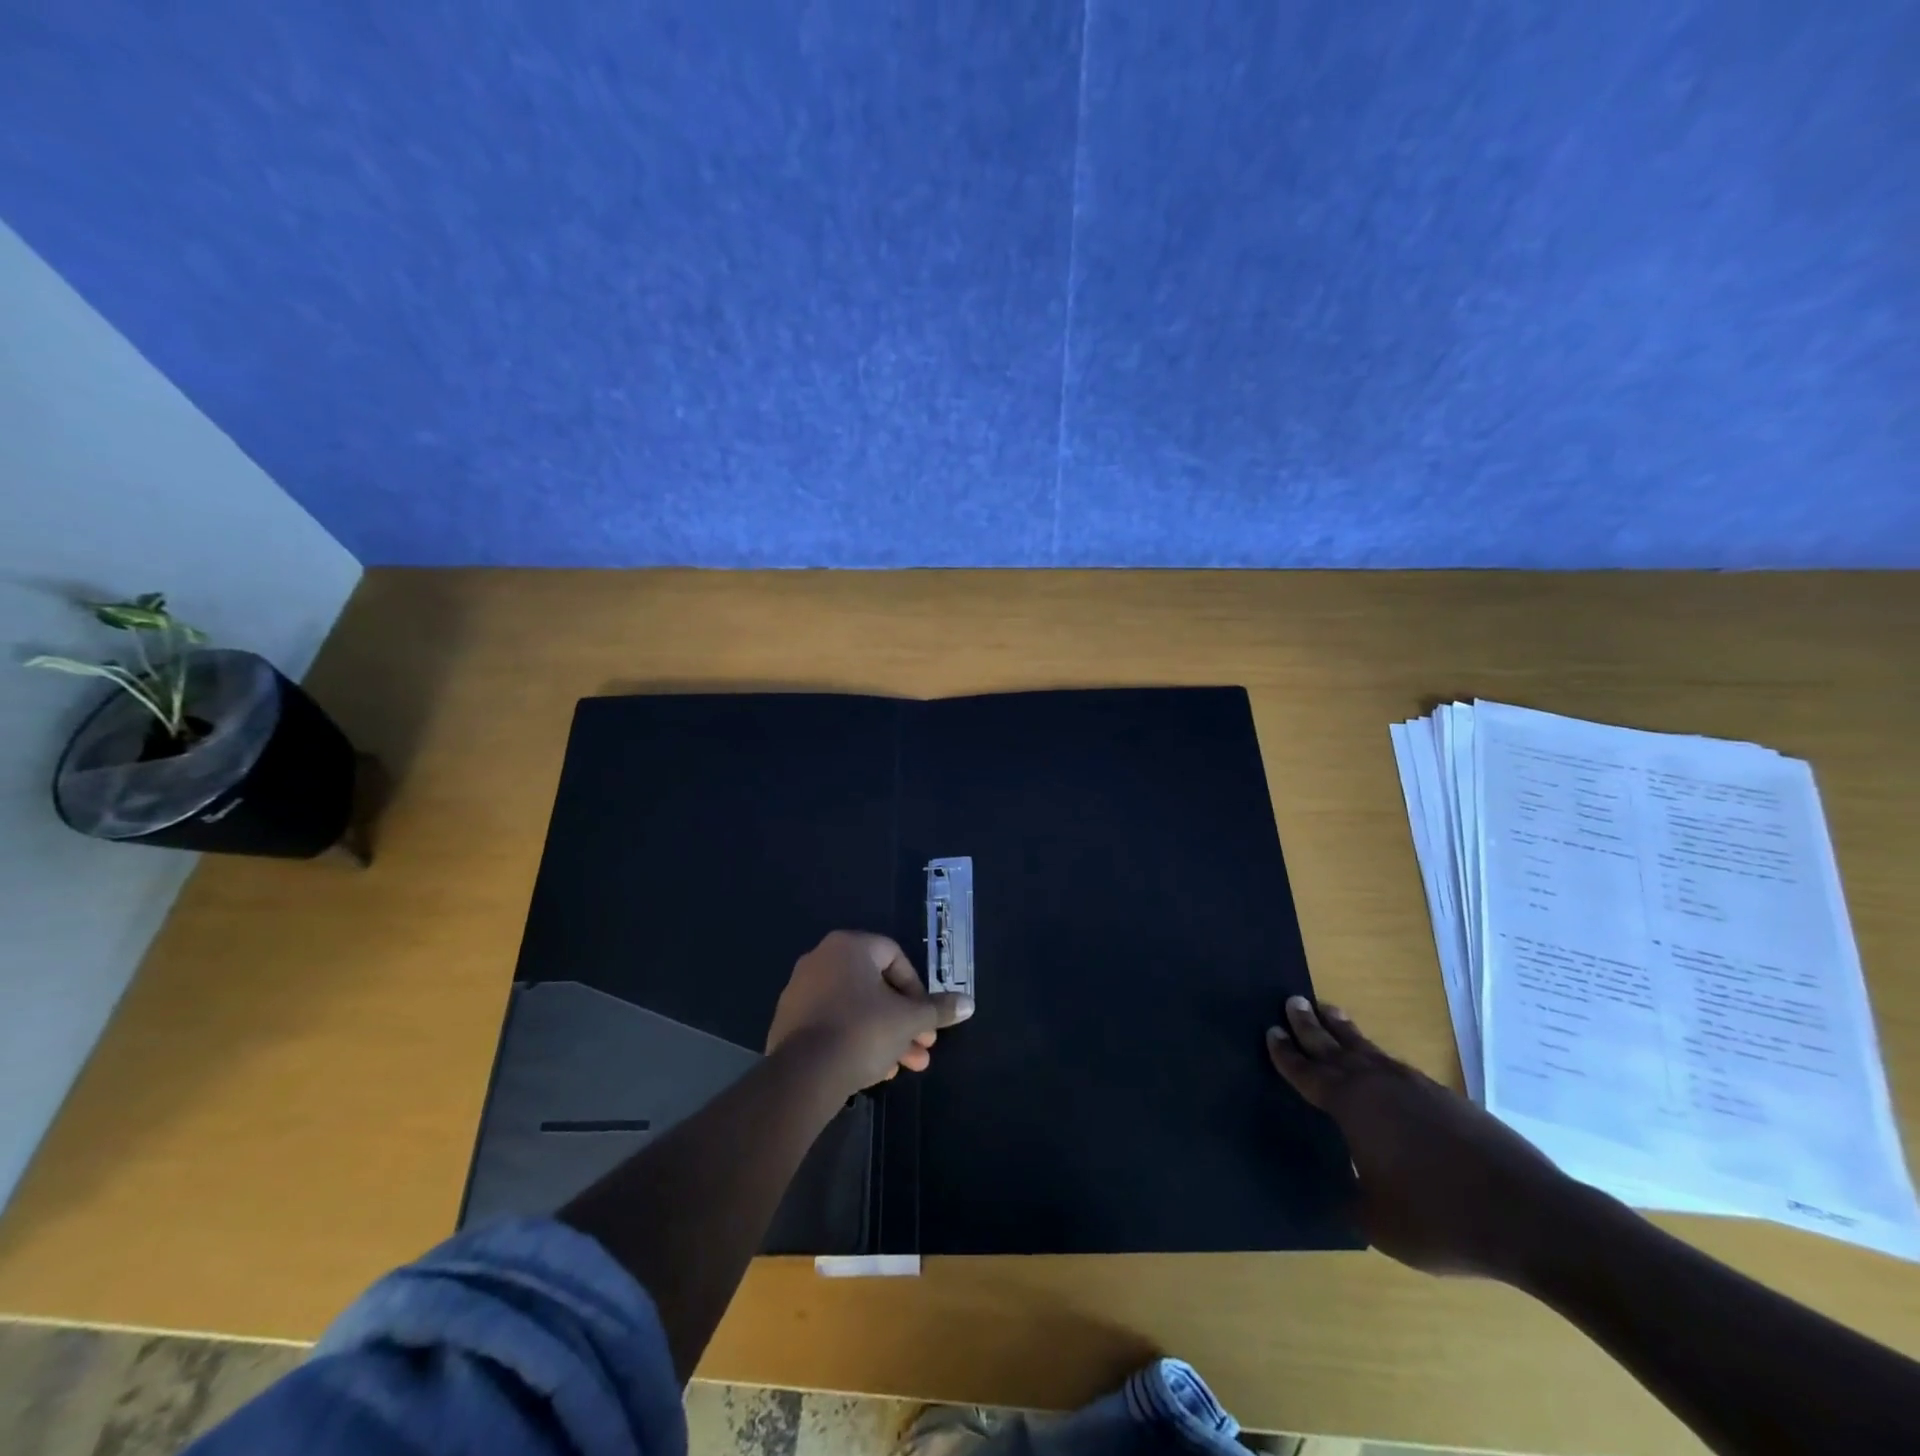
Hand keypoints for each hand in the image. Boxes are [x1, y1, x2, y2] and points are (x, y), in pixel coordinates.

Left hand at [767, 931, 974, 1094]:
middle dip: (904, 1021)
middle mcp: (821, 960)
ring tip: (906, 1067)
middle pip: (875, 988)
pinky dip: (856, 1041)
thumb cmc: (863, 1031)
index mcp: (849, 947)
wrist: (803, 1075)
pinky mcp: (789, 1022)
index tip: (927, 1019)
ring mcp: (801, 991)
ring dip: (885, 1035)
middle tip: (923, 1048)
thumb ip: (938, 1009)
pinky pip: (833, 1024)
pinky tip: (876, 1071)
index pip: (895, 957)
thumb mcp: (909, 1020)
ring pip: (856, 1009)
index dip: (917, 990)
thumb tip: (969, 1003)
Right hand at [1267, 997, 1587, 1280]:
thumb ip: (1353, 1200)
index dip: (1286, 1054)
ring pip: (1369, 1050)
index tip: (1270, 1031)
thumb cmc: (1441, 1218)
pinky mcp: (1449, 1100)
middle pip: (1335, 1047)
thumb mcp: (1380, 1223)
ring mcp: (1417, 1088)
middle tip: (1292, 1000)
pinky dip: (1377, 1057)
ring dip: (1345, 1031)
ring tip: (1330, 1011)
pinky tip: (1382, 1065)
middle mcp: (1380, 1086)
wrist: (1531, 1218)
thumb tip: (1341, 1191)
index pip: (1308, 1073)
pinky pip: (1398, 1068)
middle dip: (1310, 1025)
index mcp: (1352, 1107)